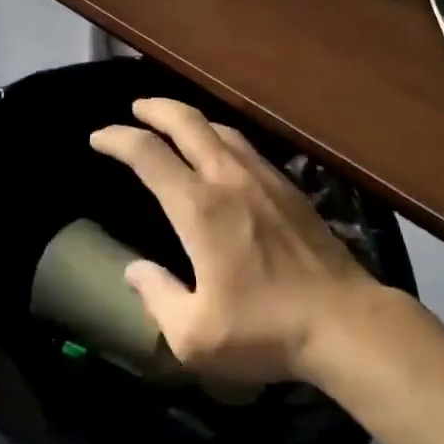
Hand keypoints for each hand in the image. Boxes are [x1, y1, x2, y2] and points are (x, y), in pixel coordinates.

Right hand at [90, 99, 382, 385]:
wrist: (345, 321)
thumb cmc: (265, 330)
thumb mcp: (195, 335)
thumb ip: (157, 297)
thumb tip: (134, 270)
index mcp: (199, 208)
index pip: (148, 154)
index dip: (118, 139)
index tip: (98, 137)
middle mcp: (228, 178)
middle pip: (187, 122)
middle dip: (156, 108)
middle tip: (136, 109)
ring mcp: (263, 177)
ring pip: (219, 128)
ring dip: (190, 119)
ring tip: (174, 124)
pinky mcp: (288, 186)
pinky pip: (245, 145)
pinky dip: (220, 136)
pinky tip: (221, 151)